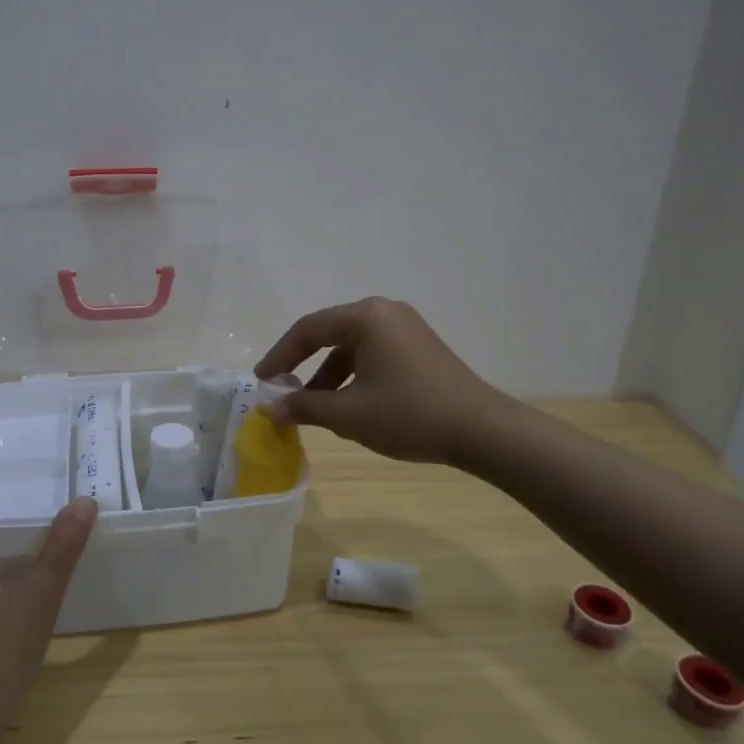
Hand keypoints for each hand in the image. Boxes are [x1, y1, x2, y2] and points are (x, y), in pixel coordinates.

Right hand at [255, 297, 502, 463]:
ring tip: (314, 408)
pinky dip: (353, 376)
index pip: (308, 329)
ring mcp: (406, 327)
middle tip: (282, 391)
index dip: (279, 356)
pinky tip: (349, 406)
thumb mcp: (348, 414)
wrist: (482, 431)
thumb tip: (269, 409)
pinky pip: (373, 354)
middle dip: (303, 366)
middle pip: (330, 334)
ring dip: (328, 375)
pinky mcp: (419, 346)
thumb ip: (303, 406)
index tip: (261, 381)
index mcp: (366, 317)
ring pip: (352, 347)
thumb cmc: (408, 415)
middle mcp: (385, 312)